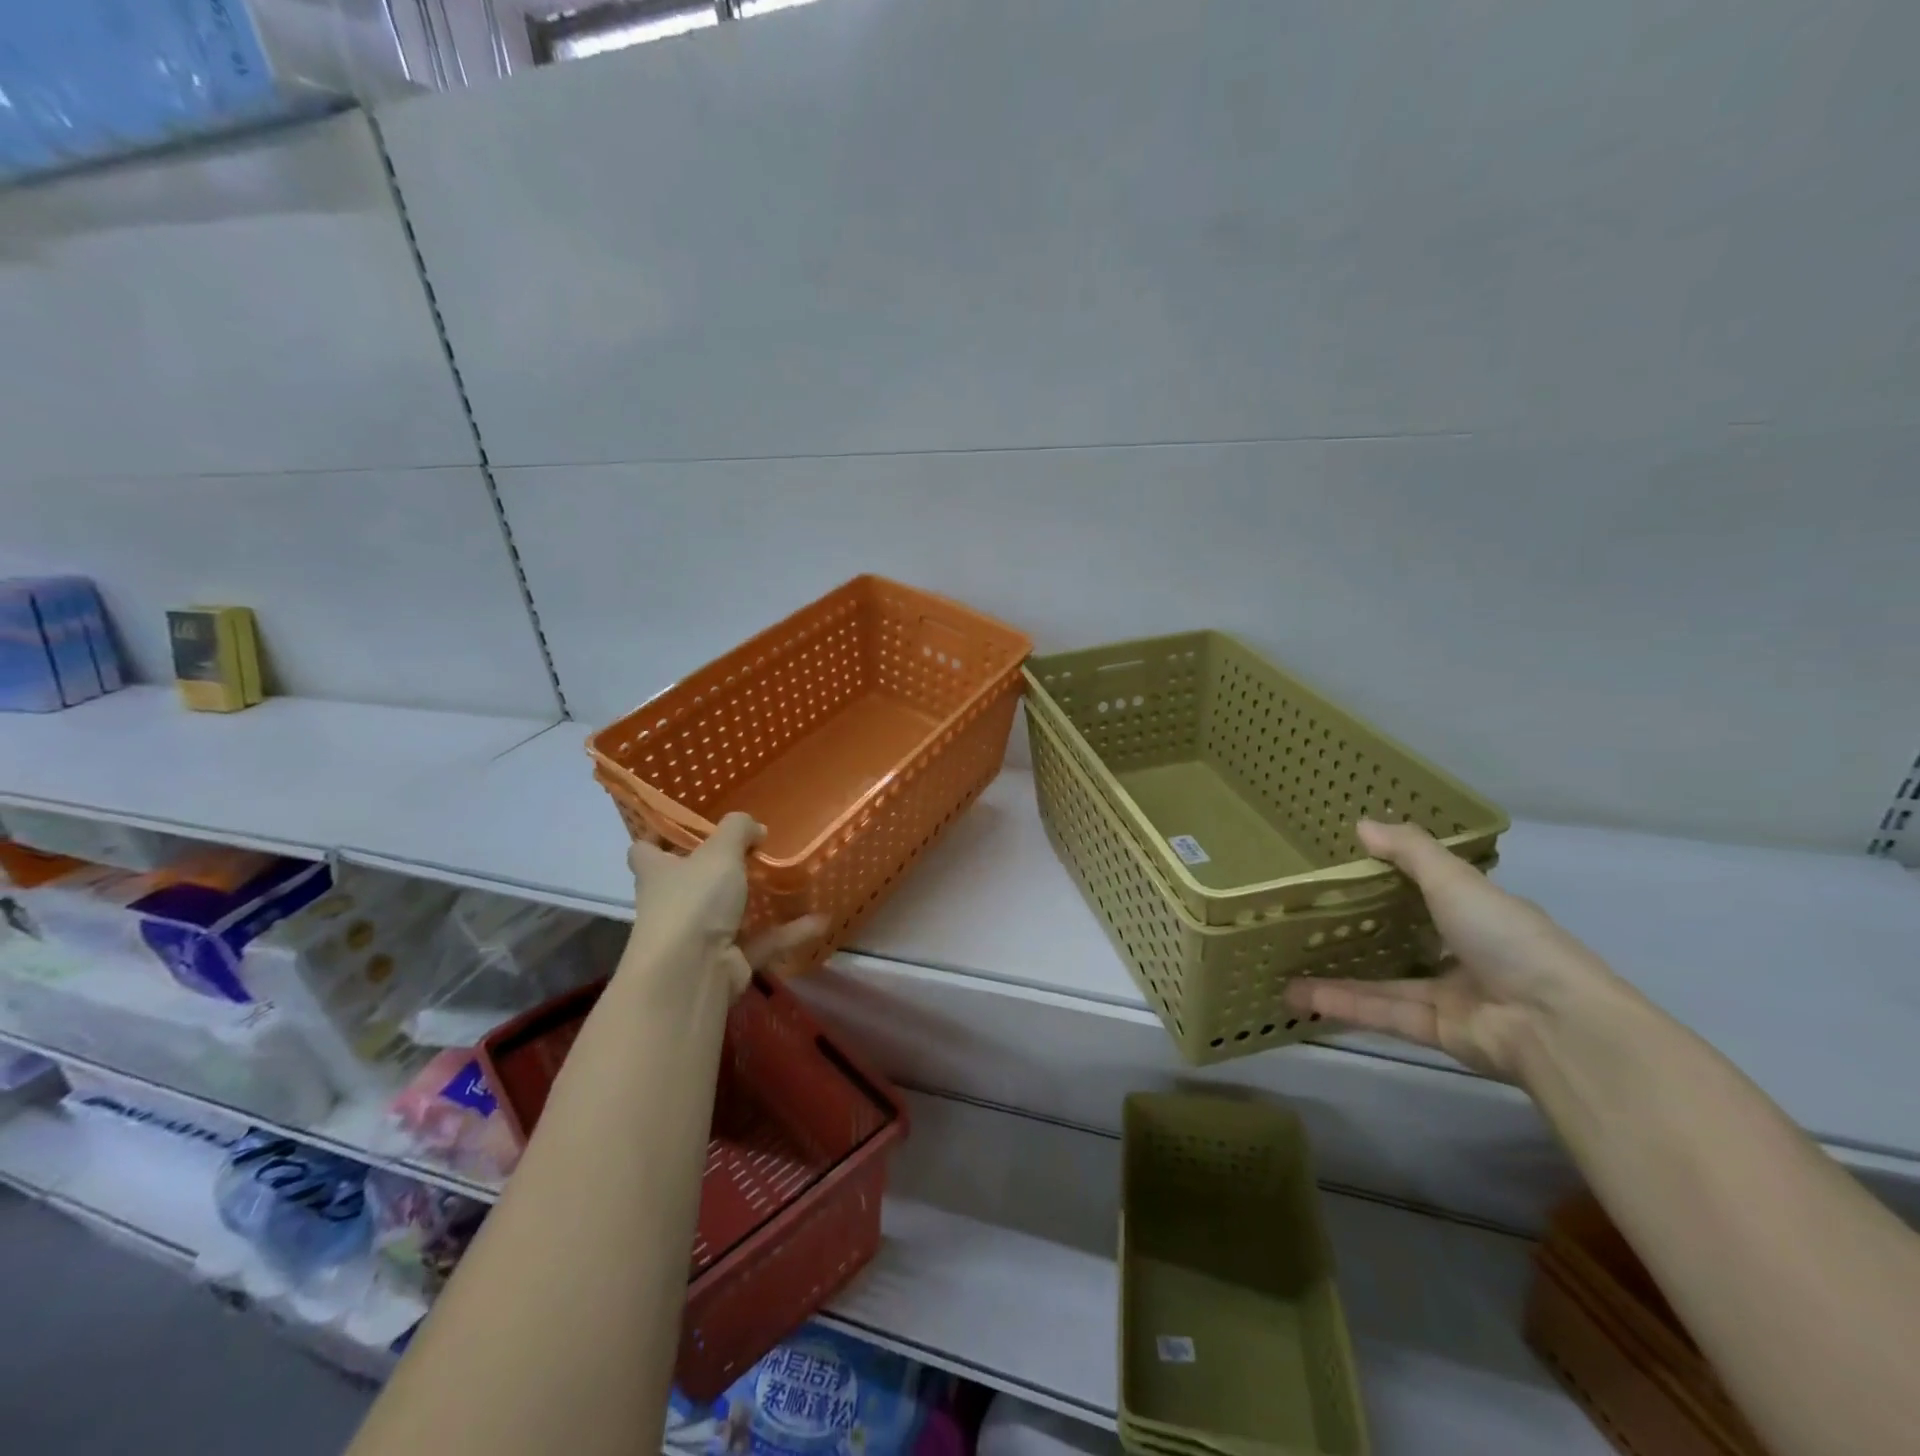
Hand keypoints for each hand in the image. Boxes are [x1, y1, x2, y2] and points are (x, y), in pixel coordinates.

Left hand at [626, 813, 823, 995]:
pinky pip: (763, 940)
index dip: (659, 836)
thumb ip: (738, 829)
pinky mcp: (728, 961)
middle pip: (690, 881)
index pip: (644, 850)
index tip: (685, 825)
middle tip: (753, 848)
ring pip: (730, 912)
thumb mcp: (719, 852)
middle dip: (717, 868)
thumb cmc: (694, 901)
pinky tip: (820, 919)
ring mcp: (699, 936)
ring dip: (758, 900)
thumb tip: (755, 828)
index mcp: (658, 873)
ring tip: (790, 880)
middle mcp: (673, 904)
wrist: (692, 974)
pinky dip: (789, 931)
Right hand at [1284, 818, 1623, 1080]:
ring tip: (1286, 964)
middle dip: (1359, 931)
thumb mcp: (1455, 881)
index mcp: (1479, 914)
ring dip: (1336, 975)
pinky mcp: (1436, 1031)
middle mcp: (1465, 953)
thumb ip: (1409, 852)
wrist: (1554, 1025)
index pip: (1432, 892)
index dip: (1393, 879)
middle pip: (1403, 939)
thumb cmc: (1507, 939)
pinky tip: (1298, 996)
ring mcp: (1451, 995)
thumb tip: (1360, 824)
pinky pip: (1382, 1012)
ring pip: (1384, 981)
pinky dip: (1342, 1004)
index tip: (1346, 868)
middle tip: (1307, 918)